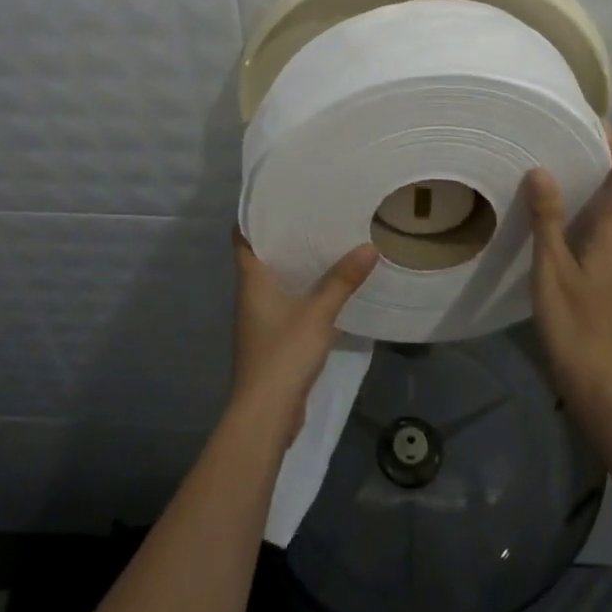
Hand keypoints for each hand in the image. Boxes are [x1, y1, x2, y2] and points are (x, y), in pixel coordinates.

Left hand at [230, 228, 378, 443]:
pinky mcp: (272, 340)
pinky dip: (302, 293)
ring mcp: (259, 320)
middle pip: (261, 257)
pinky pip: (286, 305)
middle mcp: (250, 295)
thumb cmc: (284, 353)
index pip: (242, 238)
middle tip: (313, 214)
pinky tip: (327, 290)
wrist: (265, 414)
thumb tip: (369, 246)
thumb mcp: (318, 313)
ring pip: (275, 282)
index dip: (253, 216)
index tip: (277, 198)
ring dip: (295, 266)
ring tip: (325, 244)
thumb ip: (343, 280)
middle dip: (284, 238)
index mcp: (251, 280)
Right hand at [523, 128, 611, 411]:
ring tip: (571, 171)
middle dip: (611, 163)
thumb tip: (542, 171)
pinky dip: (599, 213)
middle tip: (577, 142)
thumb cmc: (574, 324)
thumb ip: (547, 220)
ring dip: (606, 189)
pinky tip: (571, 220)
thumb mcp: (552, 269)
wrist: (600, 383)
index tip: (595, 124)